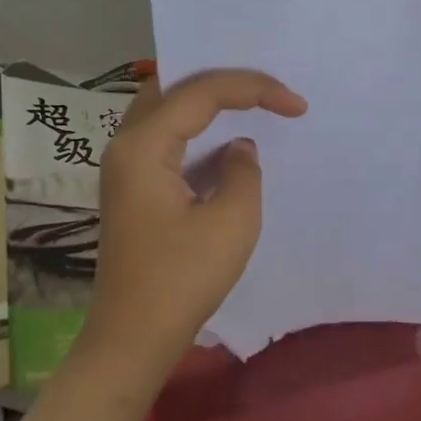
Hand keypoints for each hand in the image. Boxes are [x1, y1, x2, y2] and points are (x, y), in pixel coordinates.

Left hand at [84, 69, 307, 372]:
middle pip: (173, 86)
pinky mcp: (132, 186)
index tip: (296, 105)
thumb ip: (244, 171)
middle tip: (265, 87)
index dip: (253, 88)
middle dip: (222, 81)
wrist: (133, 339)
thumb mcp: (232, 222)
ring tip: (251, 100)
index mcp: (143, 145)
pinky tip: (224, 137)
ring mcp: (124, 165)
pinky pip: (165, 135)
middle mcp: (126, 144)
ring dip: (207, 101)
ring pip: (166, 108)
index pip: (200, 92)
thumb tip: (239, 149)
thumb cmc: (182, 280)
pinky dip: (196, 127)